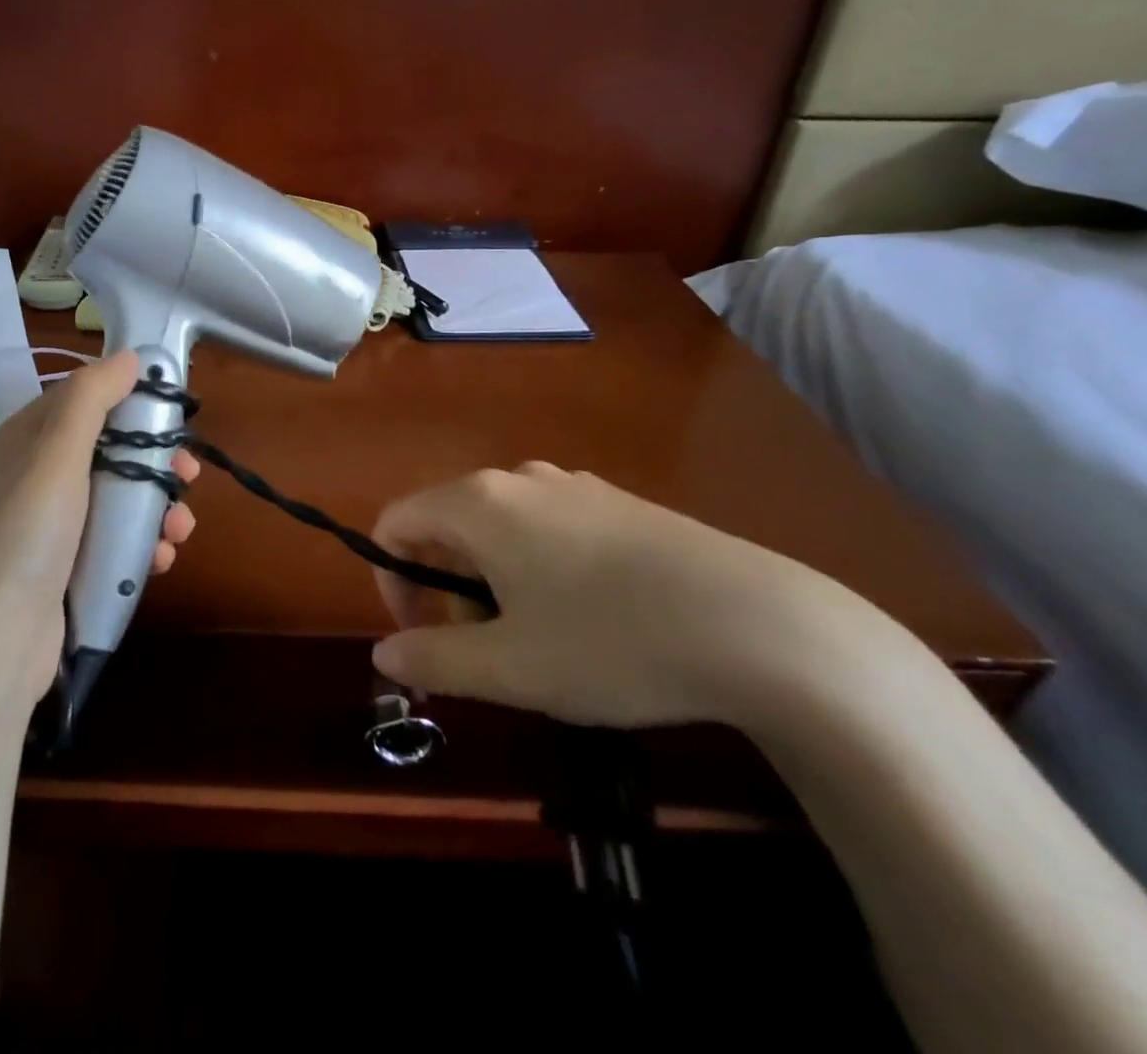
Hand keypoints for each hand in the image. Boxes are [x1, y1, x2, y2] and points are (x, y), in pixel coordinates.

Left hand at [0, 351, 198, 711]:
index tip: (171, 412)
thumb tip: (128, 356)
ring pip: (120, 497)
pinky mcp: (71, 565)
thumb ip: (91, 399)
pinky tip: (160, 559)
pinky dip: (143, 544)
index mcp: (26, 440)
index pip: (84, 400)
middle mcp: (38, 476)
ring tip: (179, 529)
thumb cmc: (29, 533)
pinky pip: (117, 539)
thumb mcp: (57, 454)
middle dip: (155, 462)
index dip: (129, 400)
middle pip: (110, 450)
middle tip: (187, 475)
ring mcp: (55, 525)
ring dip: (157, 508)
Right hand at [369, 463, 868, 727]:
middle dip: (444, 586)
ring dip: (490, 579)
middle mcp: (519, 478)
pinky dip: (536, 567)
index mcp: (479, 503)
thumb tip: (384, 655)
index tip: (423, 637)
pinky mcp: (619, 503)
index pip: (396, 523)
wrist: (762, 626)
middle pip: (446, 523)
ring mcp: (574, 486)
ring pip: (499, 527)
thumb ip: (433, 659)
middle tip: (481, 649)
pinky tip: (589, 616)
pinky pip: (548, 526)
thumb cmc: (612, 642)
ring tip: (535, 638)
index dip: (391, 581)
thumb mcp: (511, 668)